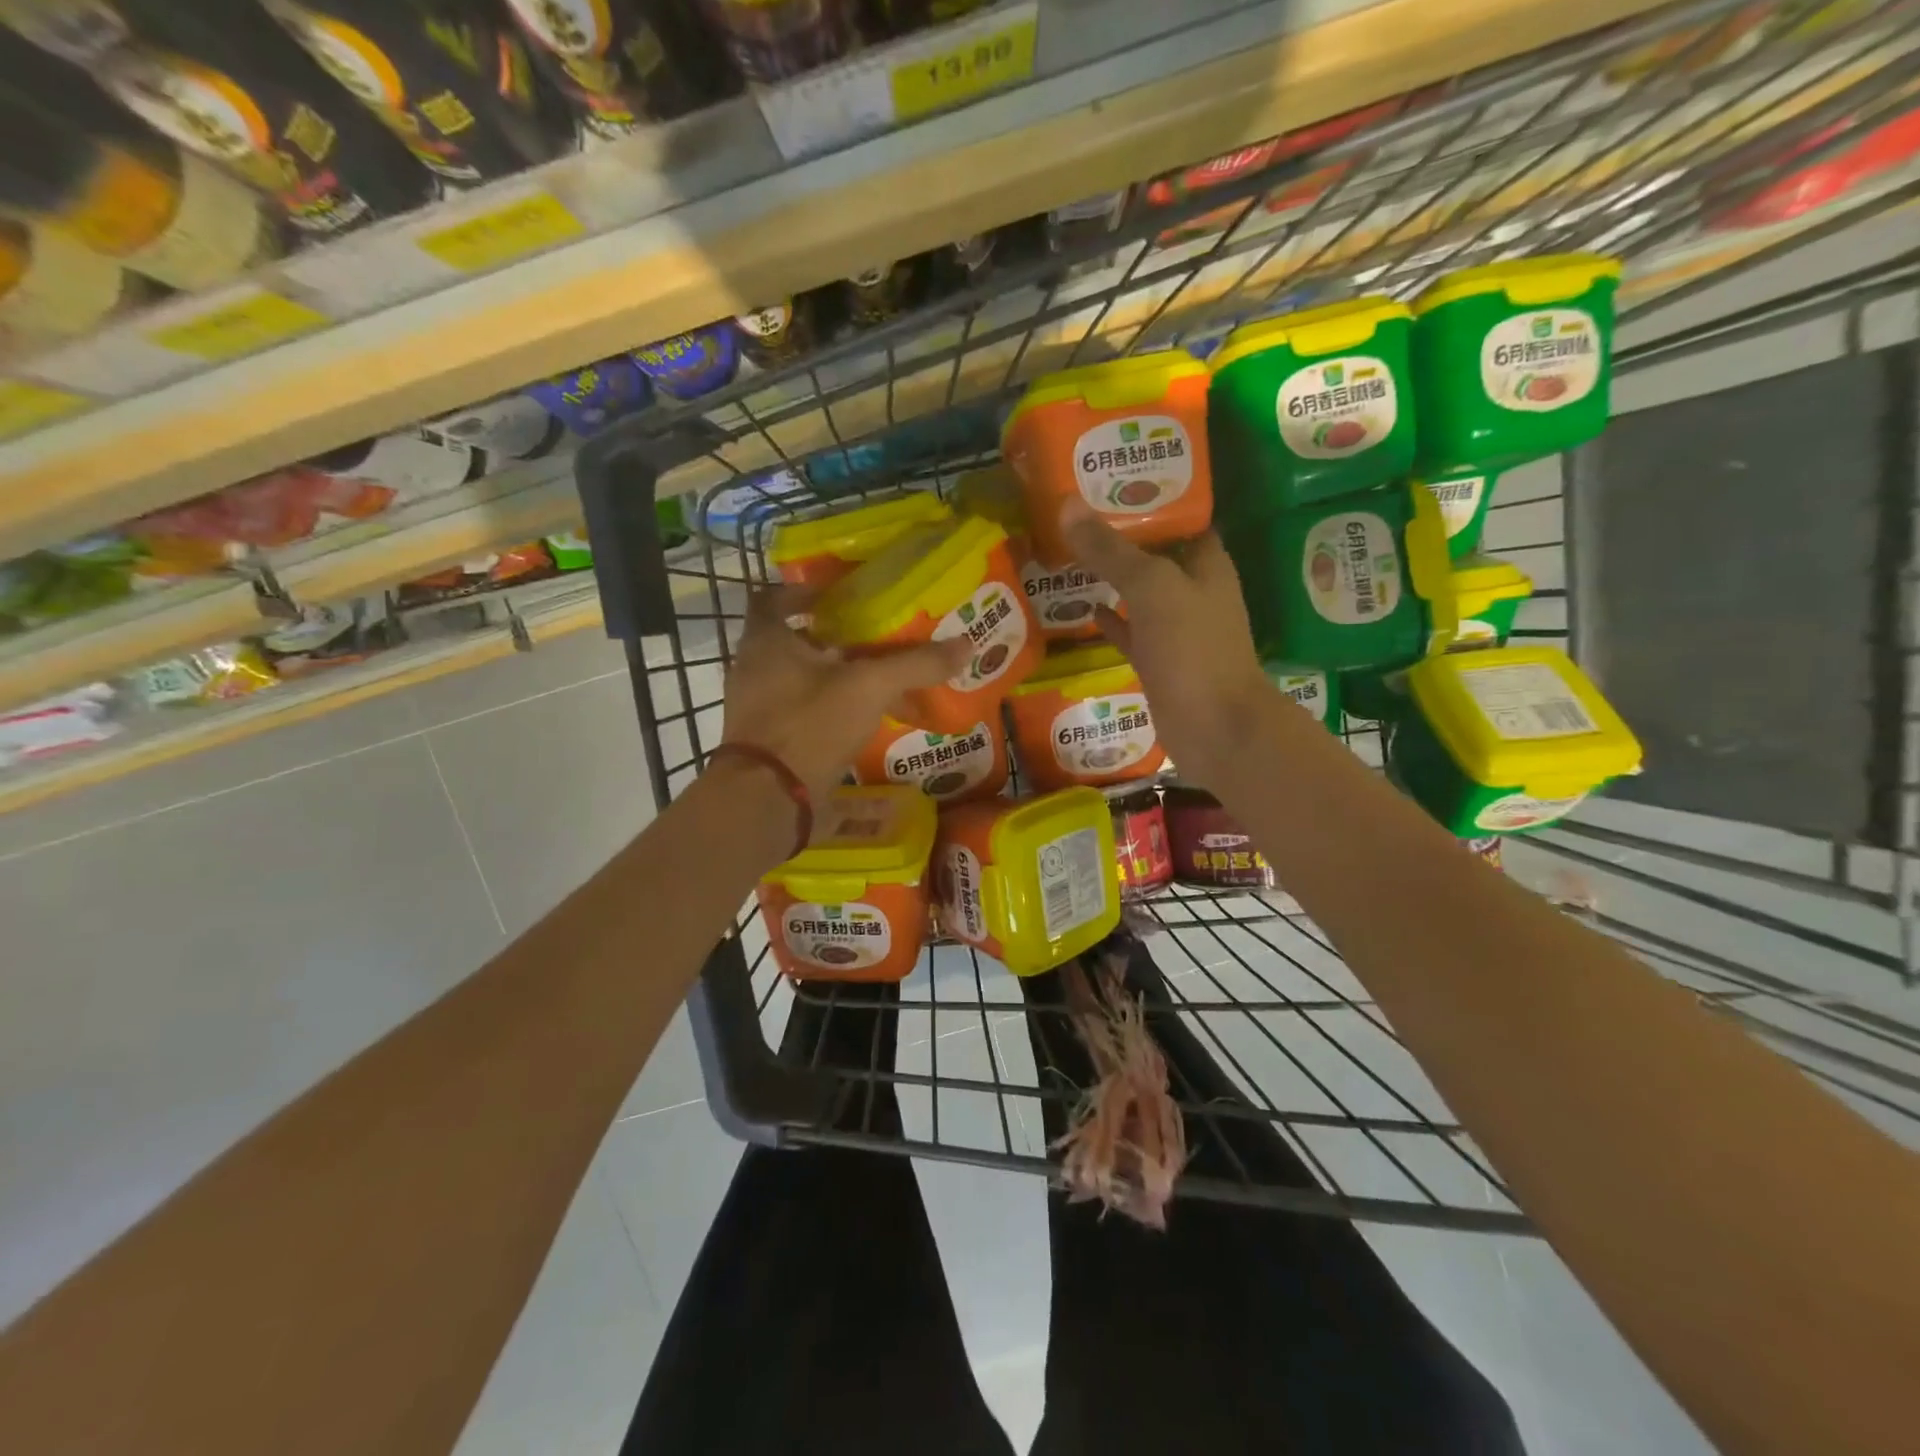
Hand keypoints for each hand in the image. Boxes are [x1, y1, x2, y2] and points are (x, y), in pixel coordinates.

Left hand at [721, 586, 969, 803]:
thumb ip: (915, 665)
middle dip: (836, 640)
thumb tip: (965, 644)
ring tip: (882, 684)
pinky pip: (803, 712)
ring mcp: (757, 707)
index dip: (805, 592)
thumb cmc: (811, 725)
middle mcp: (753, 667)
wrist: (767, 800)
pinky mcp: (767, 740)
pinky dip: (832, 711)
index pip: (774, 597)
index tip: (839, 596)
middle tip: (875, 640)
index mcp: (766, 640)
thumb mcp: (870, 688)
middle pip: (795, 640)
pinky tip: (867, 723)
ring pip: (802, 679)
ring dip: (838, 678)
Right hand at [1061, 499, 1277, 785]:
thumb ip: (1111, 550)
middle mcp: (1195, 592)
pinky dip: (1111, 621)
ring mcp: (1177, 630)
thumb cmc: (1193, 648)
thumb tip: (1067, 505)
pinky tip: (1086, 608)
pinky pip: (1131, 632)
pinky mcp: (1159, 662)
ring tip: (1071, 554)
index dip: (1152, 498)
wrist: (1214, 727)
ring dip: (1113, 578)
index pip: (1182, 519)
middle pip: (1158, 555)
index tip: (1111, 482)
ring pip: (1141, 594)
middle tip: (1078, 515)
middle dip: (1123, 537)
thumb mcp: (1151, 588)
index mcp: (1207, 565)